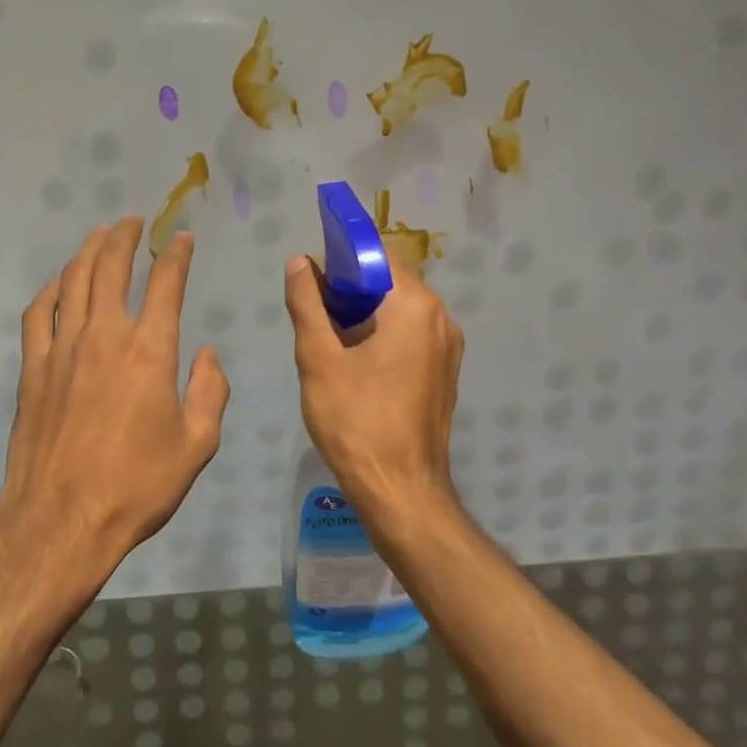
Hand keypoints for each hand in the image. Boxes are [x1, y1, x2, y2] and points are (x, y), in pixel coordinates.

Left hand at [0, 219, 230, 587]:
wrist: (62, 520)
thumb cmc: (137, 486)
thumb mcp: (196, 446)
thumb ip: (209, 392)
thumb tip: (207, 354)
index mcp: (150, 350)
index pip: (166, 283)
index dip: (176, 254)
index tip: (182, 239)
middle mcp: (105, 335)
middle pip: (112, 267)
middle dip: (125, 237)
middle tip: (133, 221)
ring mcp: (63, 348)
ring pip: (74, 280)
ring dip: (89, 251)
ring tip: (100, 234)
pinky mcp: (33, 367)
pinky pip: (38, 313)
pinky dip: (51, 289)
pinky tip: (60, 282)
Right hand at [284, 246, 463, 523]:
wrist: (401, 491)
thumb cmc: (356, 420)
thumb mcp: (319, 358)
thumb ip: (307, 303)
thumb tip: (300, 263)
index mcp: (415, 305)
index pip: (378, 255)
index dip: (341, 255)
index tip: (311, 269)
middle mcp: (440, 319)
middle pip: (389, 282)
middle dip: (348, 287)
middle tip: (311, 307)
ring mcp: (446, 348)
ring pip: (398, 311)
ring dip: (363, 313)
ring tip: (325, 335)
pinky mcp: (443, 373)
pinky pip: (409, 336)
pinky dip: (380, 335)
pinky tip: (351, 360)